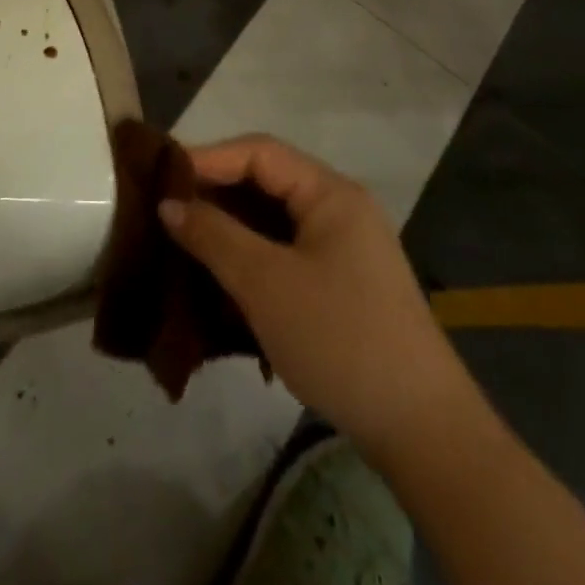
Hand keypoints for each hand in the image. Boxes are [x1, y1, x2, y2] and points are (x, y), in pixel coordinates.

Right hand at [159, 134, 473, 457]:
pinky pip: (284, 250)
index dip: (207, 158)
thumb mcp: (265, 283)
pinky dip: (249, 255)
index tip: (161, 177)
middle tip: (165, 208)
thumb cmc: (340, 339)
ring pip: (272, 218)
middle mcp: (339, 209)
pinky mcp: (341, 284)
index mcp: (330, 194)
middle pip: (266, 181)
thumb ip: (213, 235)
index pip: (259, 152)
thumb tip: (168, 203)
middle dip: (215, 191)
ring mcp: (344, 249)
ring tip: (182, 238)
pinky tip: (218, 274)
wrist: (423, 432)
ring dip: (228, 226)